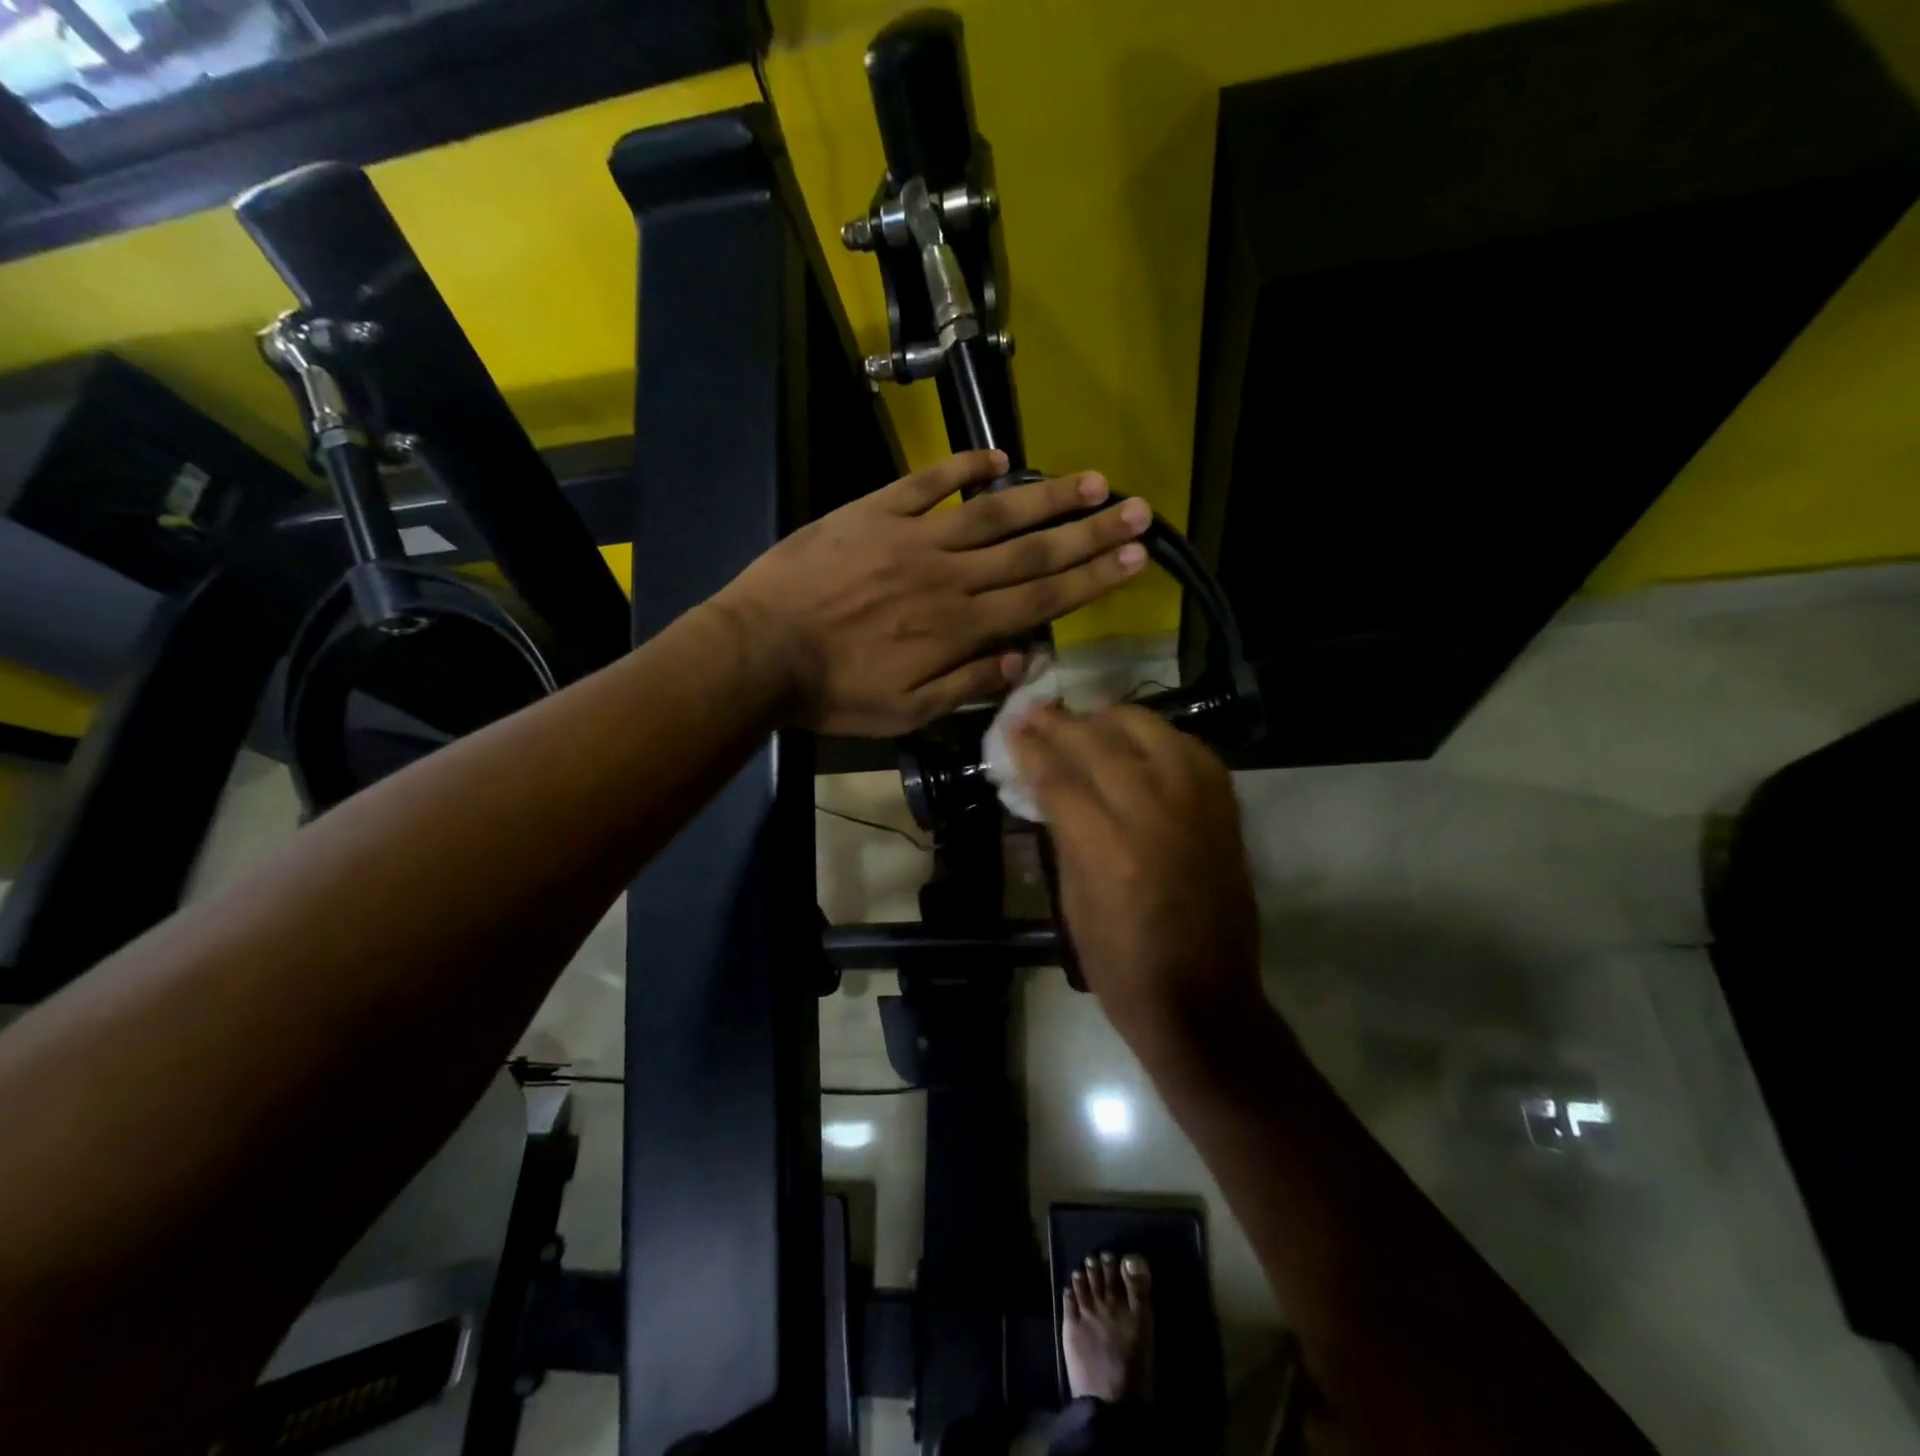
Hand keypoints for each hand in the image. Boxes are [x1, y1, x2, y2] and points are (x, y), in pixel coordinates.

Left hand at [716, 450, 1150, 735]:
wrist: (760, 650)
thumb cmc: (834, 692)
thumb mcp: (905, 713)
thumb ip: (967, 686)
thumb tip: (1023, 662)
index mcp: (959, 628)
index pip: (1041, 600)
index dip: (1092, 578)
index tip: (1136, 557)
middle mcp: (949, 577)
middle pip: (1032, 552)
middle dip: (1090, 532)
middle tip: (1139, 510)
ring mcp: (912, 538)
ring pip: (993, 514)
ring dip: (1046, 497)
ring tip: (1093, 481)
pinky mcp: (874, 513)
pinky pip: (928, 484)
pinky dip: (964, 468)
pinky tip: (999, 458)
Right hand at [1012, 704, 1263, 1050]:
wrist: (1205, 1002)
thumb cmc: (1121, 967)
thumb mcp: (1073, 903)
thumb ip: (1063, 834)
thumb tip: (1045, 784)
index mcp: (1108, 849)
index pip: (1061, 777)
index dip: (1032, 748)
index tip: (1013, 727)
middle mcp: (1156, 816)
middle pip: (1103, 744)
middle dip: (1064, 723)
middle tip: (1039, 711)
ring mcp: (1198, 809)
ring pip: (1154, 733)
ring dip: (1114, 719)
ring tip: (1089, 719)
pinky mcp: (1226, 813)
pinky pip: (1193, 752)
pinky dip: (1162, 738)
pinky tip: (1142, 741)